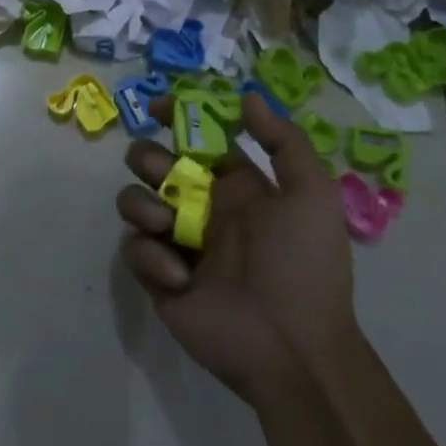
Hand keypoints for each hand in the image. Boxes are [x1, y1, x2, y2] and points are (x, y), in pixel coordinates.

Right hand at [117, 93, 357, 404]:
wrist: (293, 349)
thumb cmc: (303, 265)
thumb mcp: (311, 195)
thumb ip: (283, 141)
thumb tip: (247, 96)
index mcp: (236, 187)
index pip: (197, 139)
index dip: (176, 116)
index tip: (158, 106)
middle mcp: (202, 208)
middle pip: (154, 163)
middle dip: (148, 158)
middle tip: (163, 173)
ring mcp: (177, 243)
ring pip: (134, 200)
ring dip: (142, 203)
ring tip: (166, 225)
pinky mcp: (157, 278)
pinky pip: (133, 249)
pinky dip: (149, 255)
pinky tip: (179, 276)